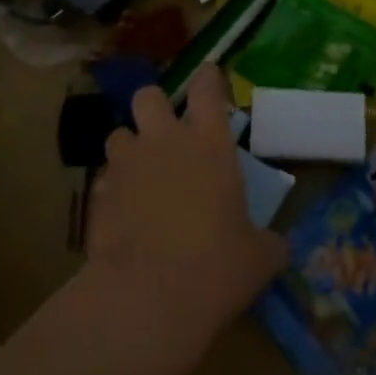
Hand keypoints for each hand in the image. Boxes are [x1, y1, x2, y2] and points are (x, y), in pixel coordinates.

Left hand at [82, 68, 288, 374]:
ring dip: (130, 148)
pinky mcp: (98, 194)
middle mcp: (165, 141)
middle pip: (149, 96)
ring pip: (119, 134)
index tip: (209, 76)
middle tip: (166, 132)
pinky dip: (114, 189)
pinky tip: (124, 214)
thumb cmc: (215, 268)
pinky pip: (105, 178)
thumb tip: (277, 246)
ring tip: (140, 174)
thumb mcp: (259, 258)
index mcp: (209, 143)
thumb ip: (267, 242)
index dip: (208, 78)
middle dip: (155, 107)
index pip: (206, 88)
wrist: (147, 298)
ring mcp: (127, 165)